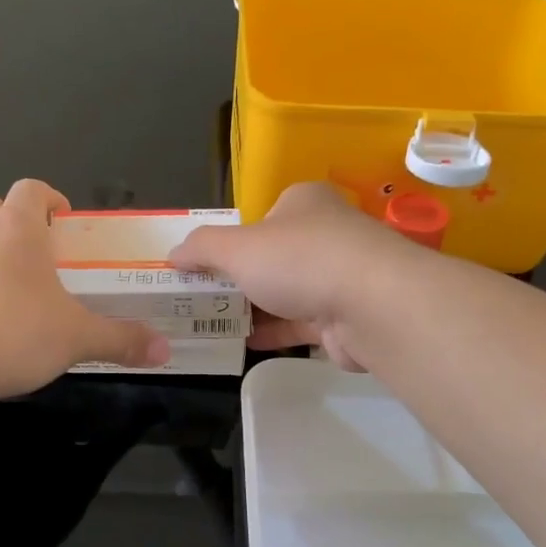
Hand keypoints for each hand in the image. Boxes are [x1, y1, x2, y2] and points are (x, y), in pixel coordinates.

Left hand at [0, 180, 169, 398]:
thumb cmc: (16, 331)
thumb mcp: (78, 337)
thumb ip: (121, 340)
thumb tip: (163, 350)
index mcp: (18, 231)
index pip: (30, 190)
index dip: (49, 198)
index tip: (65, 221)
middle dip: (7, 217)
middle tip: (34, 250)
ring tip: (18, 298)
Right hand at [170, 182, 424, 370]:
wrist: (372, 305)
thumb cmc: (300, 260)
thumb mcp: (237, 247)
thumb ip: (202, 248)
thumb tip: (173, 254)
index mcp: (303, 203)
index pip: (262, 217)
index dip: (231, 240)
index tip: (203, 265)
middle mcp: (326, 233)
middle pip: (273, 256)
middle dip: (239, 278)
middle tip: (202, 299)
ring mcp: (340, 276)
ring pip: (287, 292)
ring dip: (254, 308)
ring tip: (213, 324)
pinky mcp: (346, 316)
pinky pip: (301, 323)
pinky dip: (274, 332)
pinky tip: (244, 343)